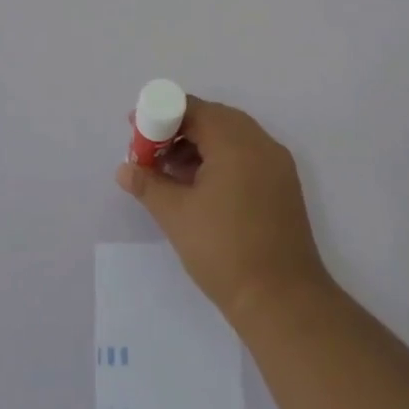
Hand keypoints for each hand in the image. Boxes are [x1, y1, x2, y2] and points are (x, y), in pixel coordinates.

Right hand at [114, 96, 329, 325]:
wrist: (283, 300)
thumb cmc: (224, 250)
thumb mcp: (176, 215)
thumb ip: (148, 184)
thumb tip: (124, 169)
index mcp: (236, 141)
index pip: (194, 109)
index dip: (162, 115)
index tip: (137, 131)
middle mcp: (261, 143)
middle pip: (214, 119)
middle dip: (180, 129)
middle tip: (151, 151)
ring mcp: (277, 164)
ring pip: (232, 137)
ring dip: (200, 146)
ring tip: (170, 173)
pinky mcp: (283, 185)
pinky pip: (248, 156)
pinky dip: (222, 160)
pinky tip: (200, 187)